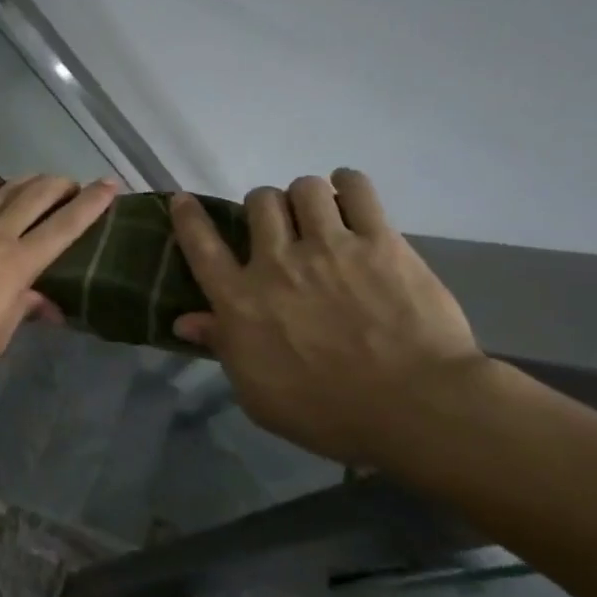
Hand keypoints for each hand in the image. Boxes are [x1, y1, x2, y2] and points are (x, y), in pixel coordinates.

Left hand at [0, 172, 118, 376]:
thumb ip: (21, 312)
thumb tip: (46, 304)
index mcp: (17, 264)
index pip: (64, 228)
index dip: (91, 205)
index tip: (110, 185)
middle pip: (35, 198)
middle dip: (60, 186)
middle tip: (74, 184)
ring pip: (2, 192)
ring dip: (26, 181)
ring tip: (41, 178)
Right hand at [170, 170, 485, 464]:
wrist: (414, 407)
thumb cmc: (327, 412)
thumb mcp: (257, 394)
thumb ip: (223, 348)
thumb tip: (185, 321)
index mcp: (241, 300)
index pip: (201, 246)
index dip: (188, 218)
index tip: (183, 200)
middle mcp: (277, 263)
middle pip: (258, 203)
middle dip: (263, 208)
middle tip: (279, 227)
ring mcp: (329, 247)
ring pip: (304, 189)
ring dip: (304, 197)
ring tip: (318, 213)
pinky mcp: (380, 241)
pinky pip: (356, 189)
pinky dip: (347, 184)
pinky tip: (348, 193)